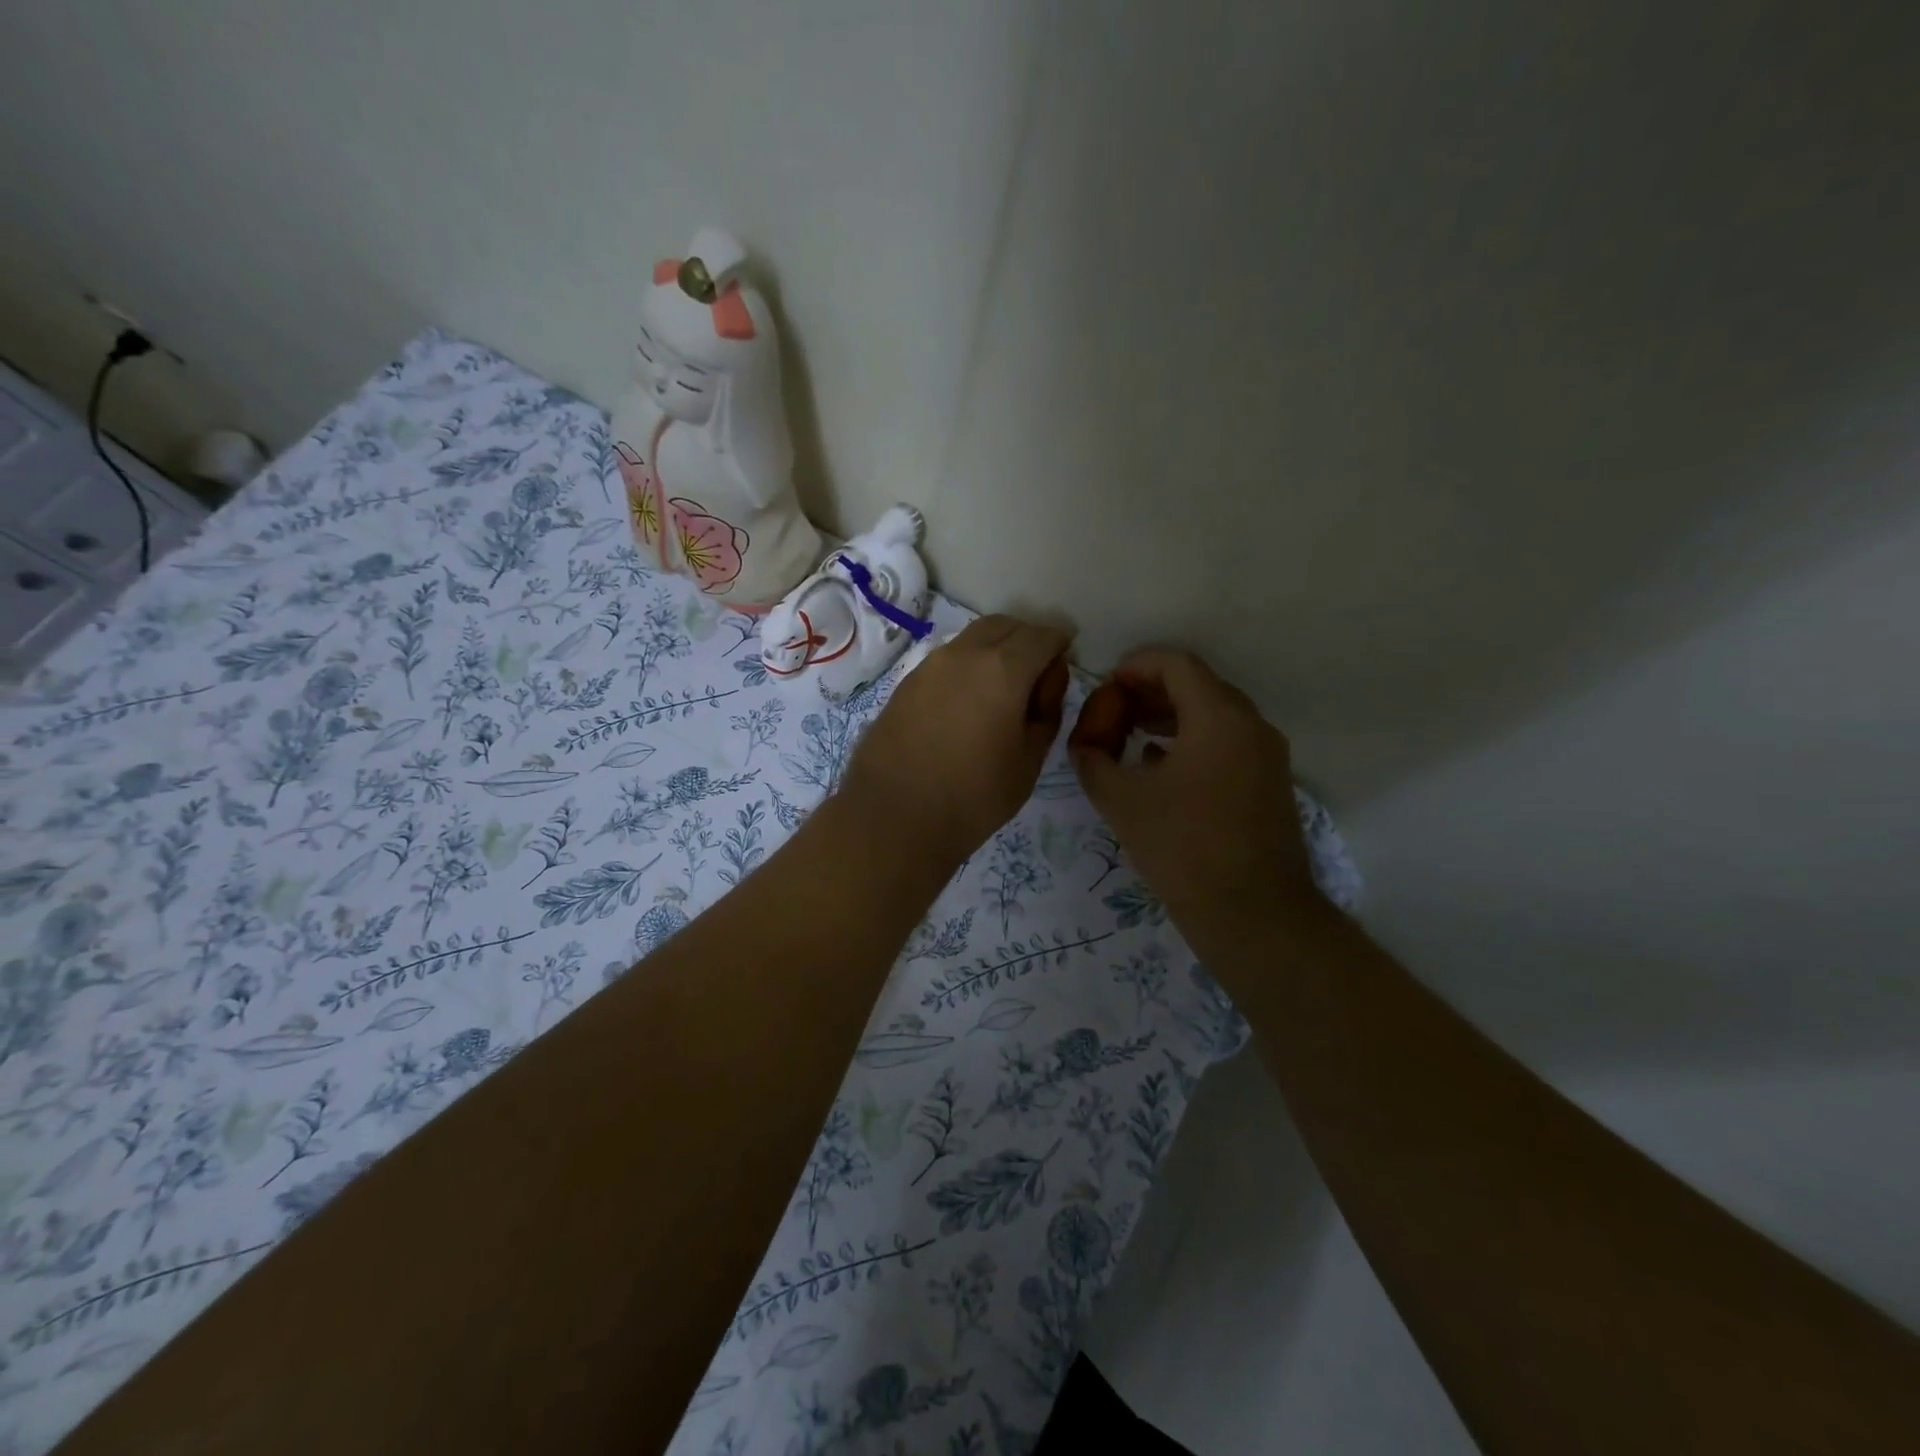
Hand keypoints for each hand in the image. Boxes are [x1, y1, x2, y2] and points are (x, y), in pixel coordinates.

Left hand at [842, 615, 1071, 866]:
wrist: (892, 816)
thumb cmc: (973, 796)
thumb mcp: (1029, 761)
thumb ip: (1046, 713)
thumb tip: (1045, 684)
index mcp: (1003, 669)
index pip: (1042, 636)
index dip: (1059, 644)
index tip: (1064, 663)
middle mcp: (965, 654)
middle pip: (1004, 626)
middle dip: (1026, 639)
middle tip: (1036, 674)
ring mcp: (929, 665)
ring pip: (972, 639)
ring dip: (994, 650)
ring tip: (1002, 691)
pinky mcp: (906, 683)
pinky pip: (947, 660)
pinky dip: (967, 667)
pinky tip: (967, 703)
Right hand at [1068, 648, 1318, 944]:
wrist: (1254, 914)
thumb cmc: (1183, 848)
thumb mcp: (1122, 801)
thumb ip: (1093, 762)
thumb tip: (1084, 746)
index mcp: (1218, 717)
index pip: (1176, 664)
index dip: (1135, 666)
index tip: (1106, 685)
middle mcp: (1250, 725)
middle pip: (1197, 685)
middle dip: (1150, 691)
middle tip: (1113, 711)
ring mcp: (1267, 754)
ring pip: (1214, 715)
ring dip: (1170, 716)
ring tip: (1130, 735)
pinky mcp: (1269, 783)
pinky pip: (1228, 742)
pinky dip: (1192, 741)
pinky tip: (1160, 765)